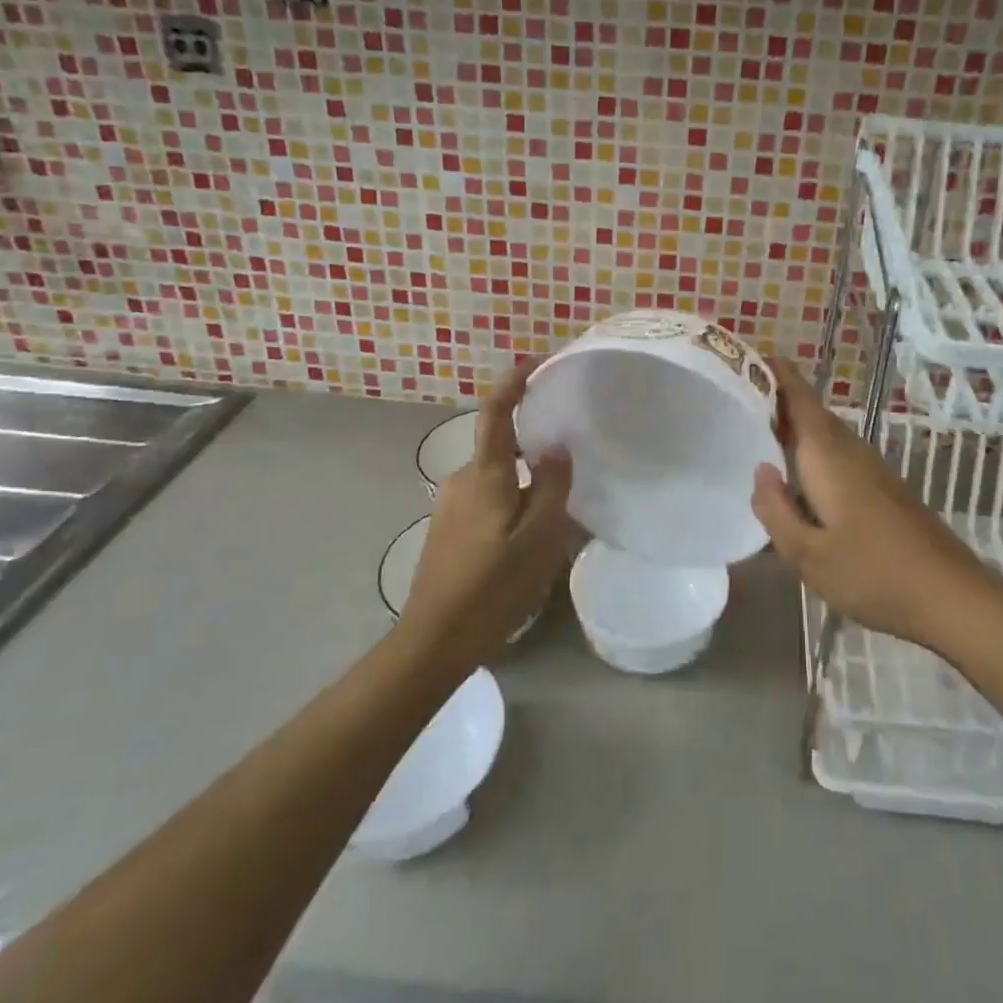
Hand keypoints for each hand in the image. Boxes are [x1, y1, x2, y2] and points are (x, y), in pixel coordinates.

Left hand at [404, 363, 578, 668]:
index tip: (536, 361)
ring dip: (522, 485)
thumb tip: (556, 446)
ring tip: (553, 517)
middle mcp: (461, 478)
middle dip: (532, 450)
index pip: (496, 411)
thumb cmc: (493, 588)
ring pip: (495, 477)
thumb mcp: (539, 539)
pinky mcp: (445, 526)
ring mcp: (449, 503)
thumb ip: (552, 486)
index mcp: (485, 475)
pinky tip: (523, 539)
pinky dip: (508, 503)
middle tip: (569, 470)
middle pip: (501, 447)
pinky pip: (485, 498)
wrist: (433, 641)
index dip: (514, 381)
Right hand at [751, 357, 987, 650]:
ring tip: (764, 434)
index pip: (799, 399)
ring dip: (798, 426)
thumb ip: (776, 511)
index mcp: (827, 456)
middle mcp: (851, 451)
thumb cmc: (872, 573)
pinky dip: (814, 451)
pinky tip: (802, 478)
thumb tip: (761, 470)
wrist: (950, 595)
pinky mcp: (884, 488)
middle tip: (742, 400)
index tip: (752, 356)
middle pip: (813, 412)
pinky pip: (839, 454)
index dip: (777, 374)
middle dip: (781, 400)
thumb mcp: (807, 554)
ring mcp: (872, 468)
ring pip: (827, 434)